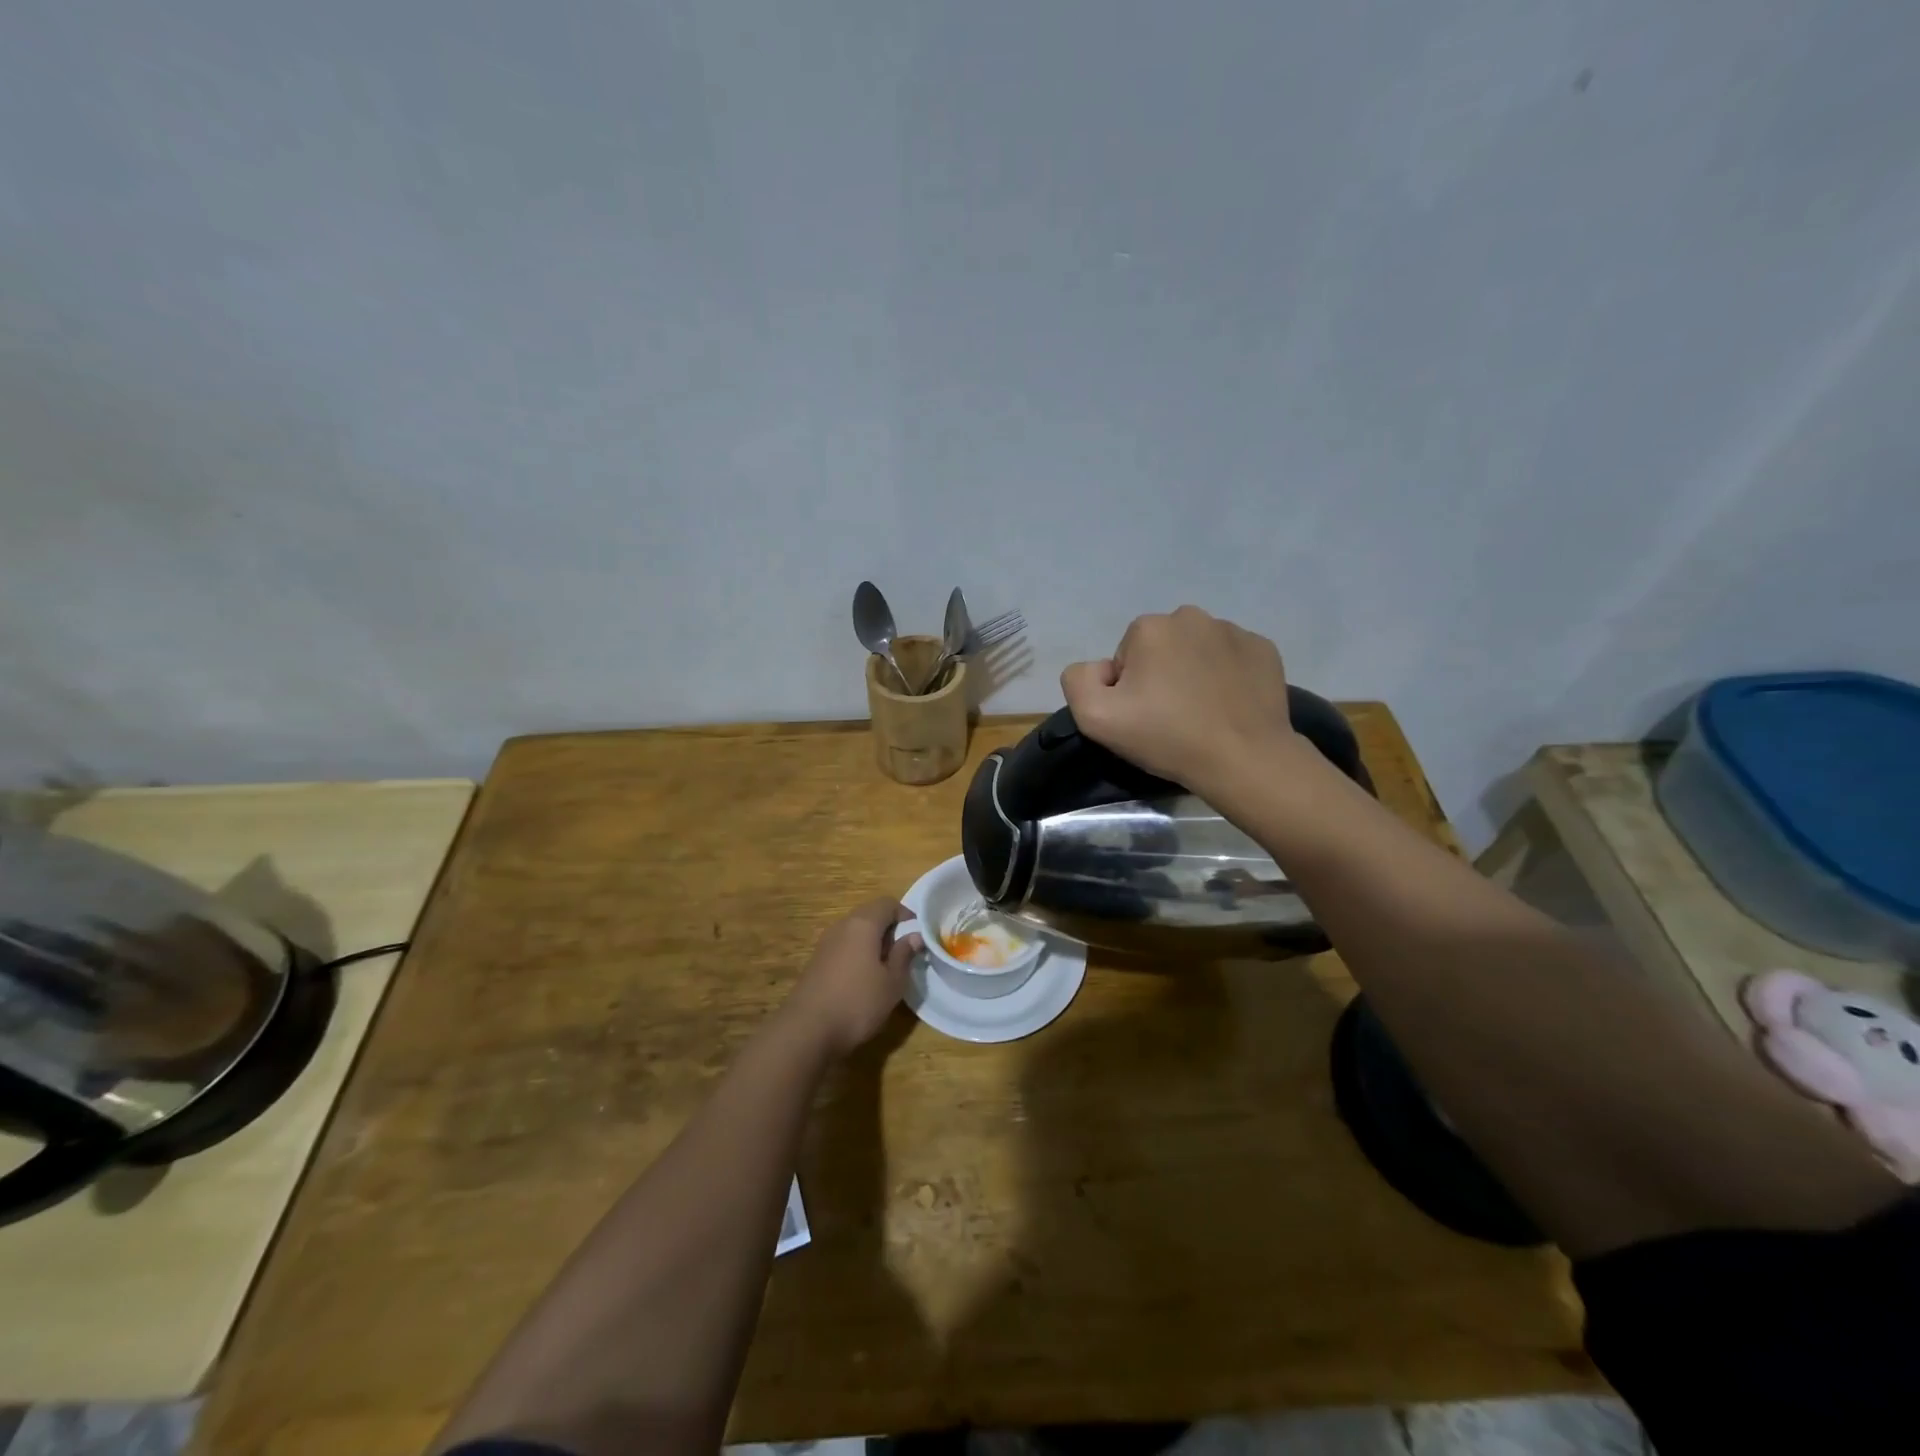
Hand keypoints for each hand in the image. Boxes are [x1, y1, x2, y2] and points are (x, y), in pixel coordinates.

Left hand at [784, 898, 922, 1057]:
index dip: (905, 914)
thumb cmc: (858, 1003)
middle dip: (889, 928)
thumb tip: (914, 935)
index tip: (917, 933)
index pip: (887, 903)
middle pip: (869, 915)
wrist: (807, 1030)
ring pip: (854, 932)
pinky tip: (862, 979)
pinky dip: (857, 954)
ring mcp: (825, 943)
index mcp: (863, 924)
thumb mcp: (892, 982)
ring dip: (872, 942)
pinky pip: (843, 947)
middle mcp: (842, 926)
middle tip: (903, 952)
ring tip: (885, 968)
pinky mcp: (816, 962)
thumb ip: (904, 955)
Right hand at [1060, 605, 1308, 790]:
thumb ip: (1078, 680)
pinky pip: (1231, 658)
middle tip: (1170, 717)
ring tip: (1202, 713)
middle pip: (1161, 648)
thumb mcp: (1096, 718)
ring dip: (1193, 673)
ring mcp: (1233, 631)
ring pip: (1197, 650)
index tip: (1143, 716)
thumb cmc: (1167, 737)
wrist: (1243, 759)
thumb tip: (1101, 669)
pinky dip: (1226, 676)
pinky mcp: (1264, 649)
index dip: (1128, 688)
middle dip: (1160, 675)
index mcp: (1150, 628)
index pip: (1125, 656)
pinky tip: (1228, 706)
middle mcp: (1192, 617)